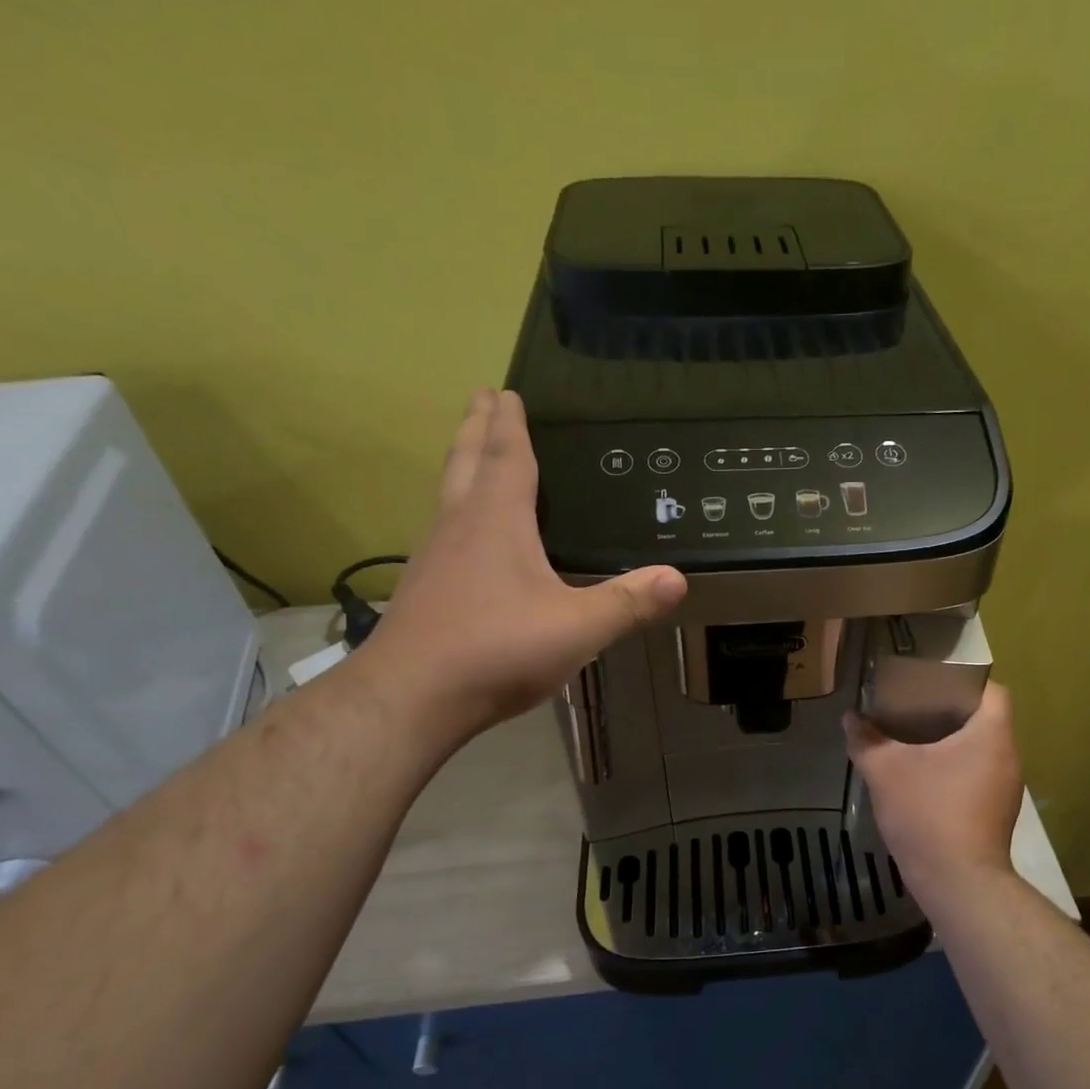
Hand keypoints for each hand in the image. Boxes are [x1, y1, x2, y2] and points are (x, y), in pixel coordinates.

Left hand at [351, 389, 686, 742]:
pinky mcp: (424, 591)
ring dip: (461, 466)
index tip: (505, 391)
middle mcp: (459, 527)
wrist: (411, 698)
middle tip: (481, 398)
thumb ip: (628, 602)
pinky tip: (466, 538)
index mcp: (497, 522)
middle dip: (476, 428)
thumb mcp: (577, 628)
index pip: (505, 457)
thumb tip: (678, 578)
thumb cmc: (497, 650)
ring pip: (449, 496)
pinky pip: (444, 532)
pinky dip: (457, 513)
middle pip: (466, 462)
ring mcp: (435, 559)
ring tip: (472, 455)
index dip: (509, 424)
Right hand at [844, 683, 1023, 899]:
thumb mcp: (886, 772)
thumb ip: (866, 740)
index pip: (992, 690)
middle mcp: (1008, 757)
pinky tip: (924, 779)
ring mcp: (1006, 789)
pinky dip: (955, 770)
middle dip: (950, 712)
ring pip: (981, 750)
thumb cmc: (928, 814)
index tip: (932, 684)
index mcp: (991, 735)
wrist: (958, 883)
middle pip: (985, 720)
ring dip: (952, 744)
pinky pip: (978, 776)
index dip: (964, 681)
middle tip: (913, 709)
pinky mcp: (997, 814)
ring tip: (914, 740)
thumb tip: (850, 718)